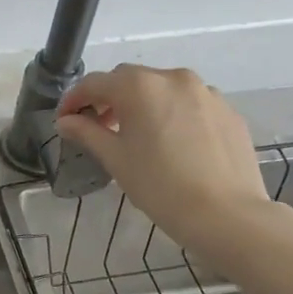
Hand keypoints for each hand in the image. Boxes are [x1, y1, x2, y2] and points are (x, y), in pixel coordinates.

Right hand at [55, 65, 280, 261]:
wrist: (228, 215)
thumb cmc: (160, 185)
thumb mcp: (115, 158)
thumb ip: (86, 132)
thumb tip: (66, 121)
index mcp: (140, 86)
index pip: (94, 83)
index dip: (74, 99)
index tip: (64, 120)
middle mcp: (173, 78)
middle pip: (129, 80)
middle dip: (108, 98)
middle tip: (97, 125)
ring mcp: (206, 92)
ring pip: (162, 89)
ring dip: (142, 103)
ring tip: (136, 133)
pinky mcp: (228, 111)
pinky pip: (190, 103)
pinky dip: (172, 113)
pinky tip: (171, 142)